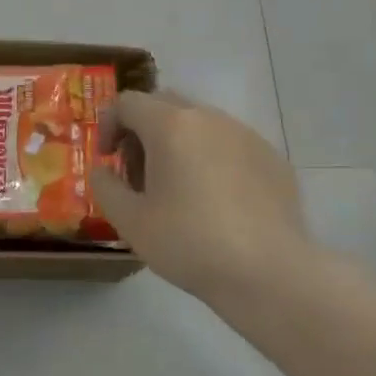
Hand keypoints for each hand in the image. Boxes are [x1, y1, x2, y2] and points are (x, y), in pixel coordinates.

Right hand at [91, 91, 318, 309]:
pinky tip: (216, 201)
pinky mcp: (272, 158)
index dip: (109, 125)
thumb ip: (106, 186)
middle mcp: (209, 118)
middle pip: (164, 105)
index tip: (107, 160)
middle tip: (138, 173)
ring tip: (178, 188)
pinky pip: (230, 145)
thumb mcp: (130, 221)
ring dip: (178, 144)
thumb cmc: (189, 243)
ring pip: (200, 124)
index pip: (128, 102)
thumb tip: (102, 170)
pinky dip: (212, 159)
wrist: (269, 272)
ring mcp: (246, 135)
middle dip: (143, 131)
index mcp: (171, 125)